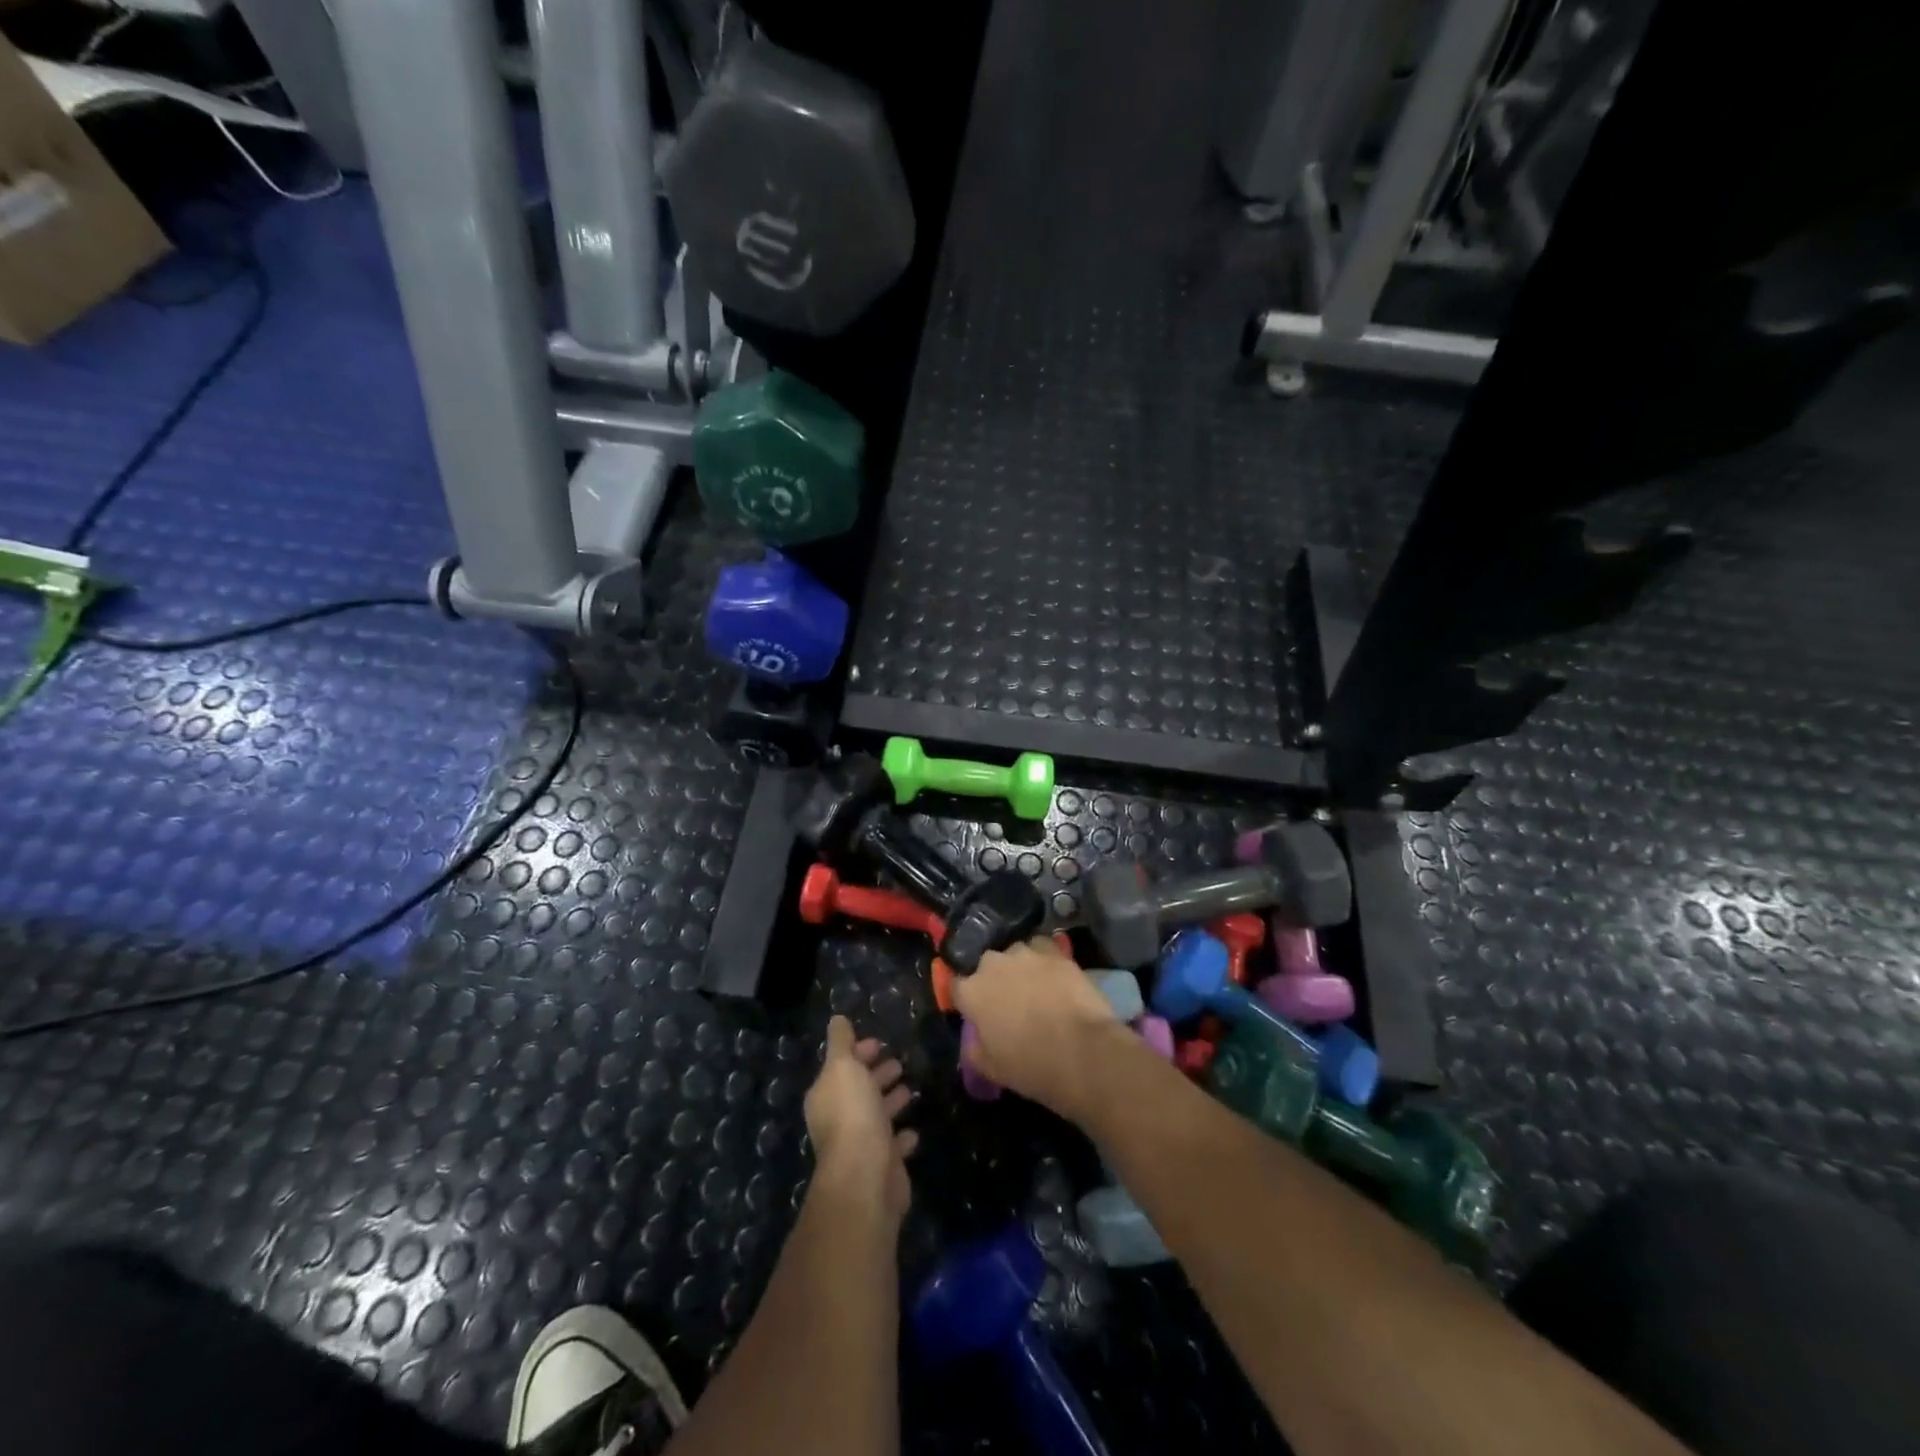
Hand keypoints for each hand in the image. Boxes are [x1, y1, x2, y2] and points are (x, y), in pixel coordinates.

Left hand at [804, 1016, 917, 1224]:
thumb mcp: (843, 1067)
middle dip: (876, 1075)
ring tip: (909, 1088)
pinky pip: (892, 1145)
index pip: (840, 1067)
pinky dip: (901, 1136)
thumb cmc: (853, 1113)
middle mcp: (838, 1120)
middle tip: (898, 1063)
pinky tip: (912, 1130)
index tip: (878, 1043)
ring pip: (876, 1116)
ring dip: (890, 1102)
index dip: (857, 1053)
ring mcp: (860, 1145)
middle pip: (858, 1091)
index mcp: (825, 1096)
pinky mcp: (881, 1166)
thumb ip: (840, 1042)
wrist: (866, 1175)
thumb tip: (836, 1019)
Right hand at [952, 937, 1130, 1116]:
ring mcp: (1025, 954)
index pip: (957, 987)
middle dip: (994, 980)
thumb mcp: (991, 1069)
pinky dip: (1045, 959)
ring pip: (1015, 954)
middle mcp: (993, 964)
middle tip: (1008, 1002)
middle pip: (986, 966)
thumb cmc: (1031, 1066)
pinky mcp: (1054, 952)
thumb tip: (973, 1039)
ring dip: (1020, 967)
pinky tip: (1054, 975)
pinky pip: (1042, 948)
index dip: (966, 1001)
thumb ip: (974, 1049)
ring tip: (1035, 987)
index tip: (976, 1014)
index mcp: (972, 992)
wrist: (1082, 1052)